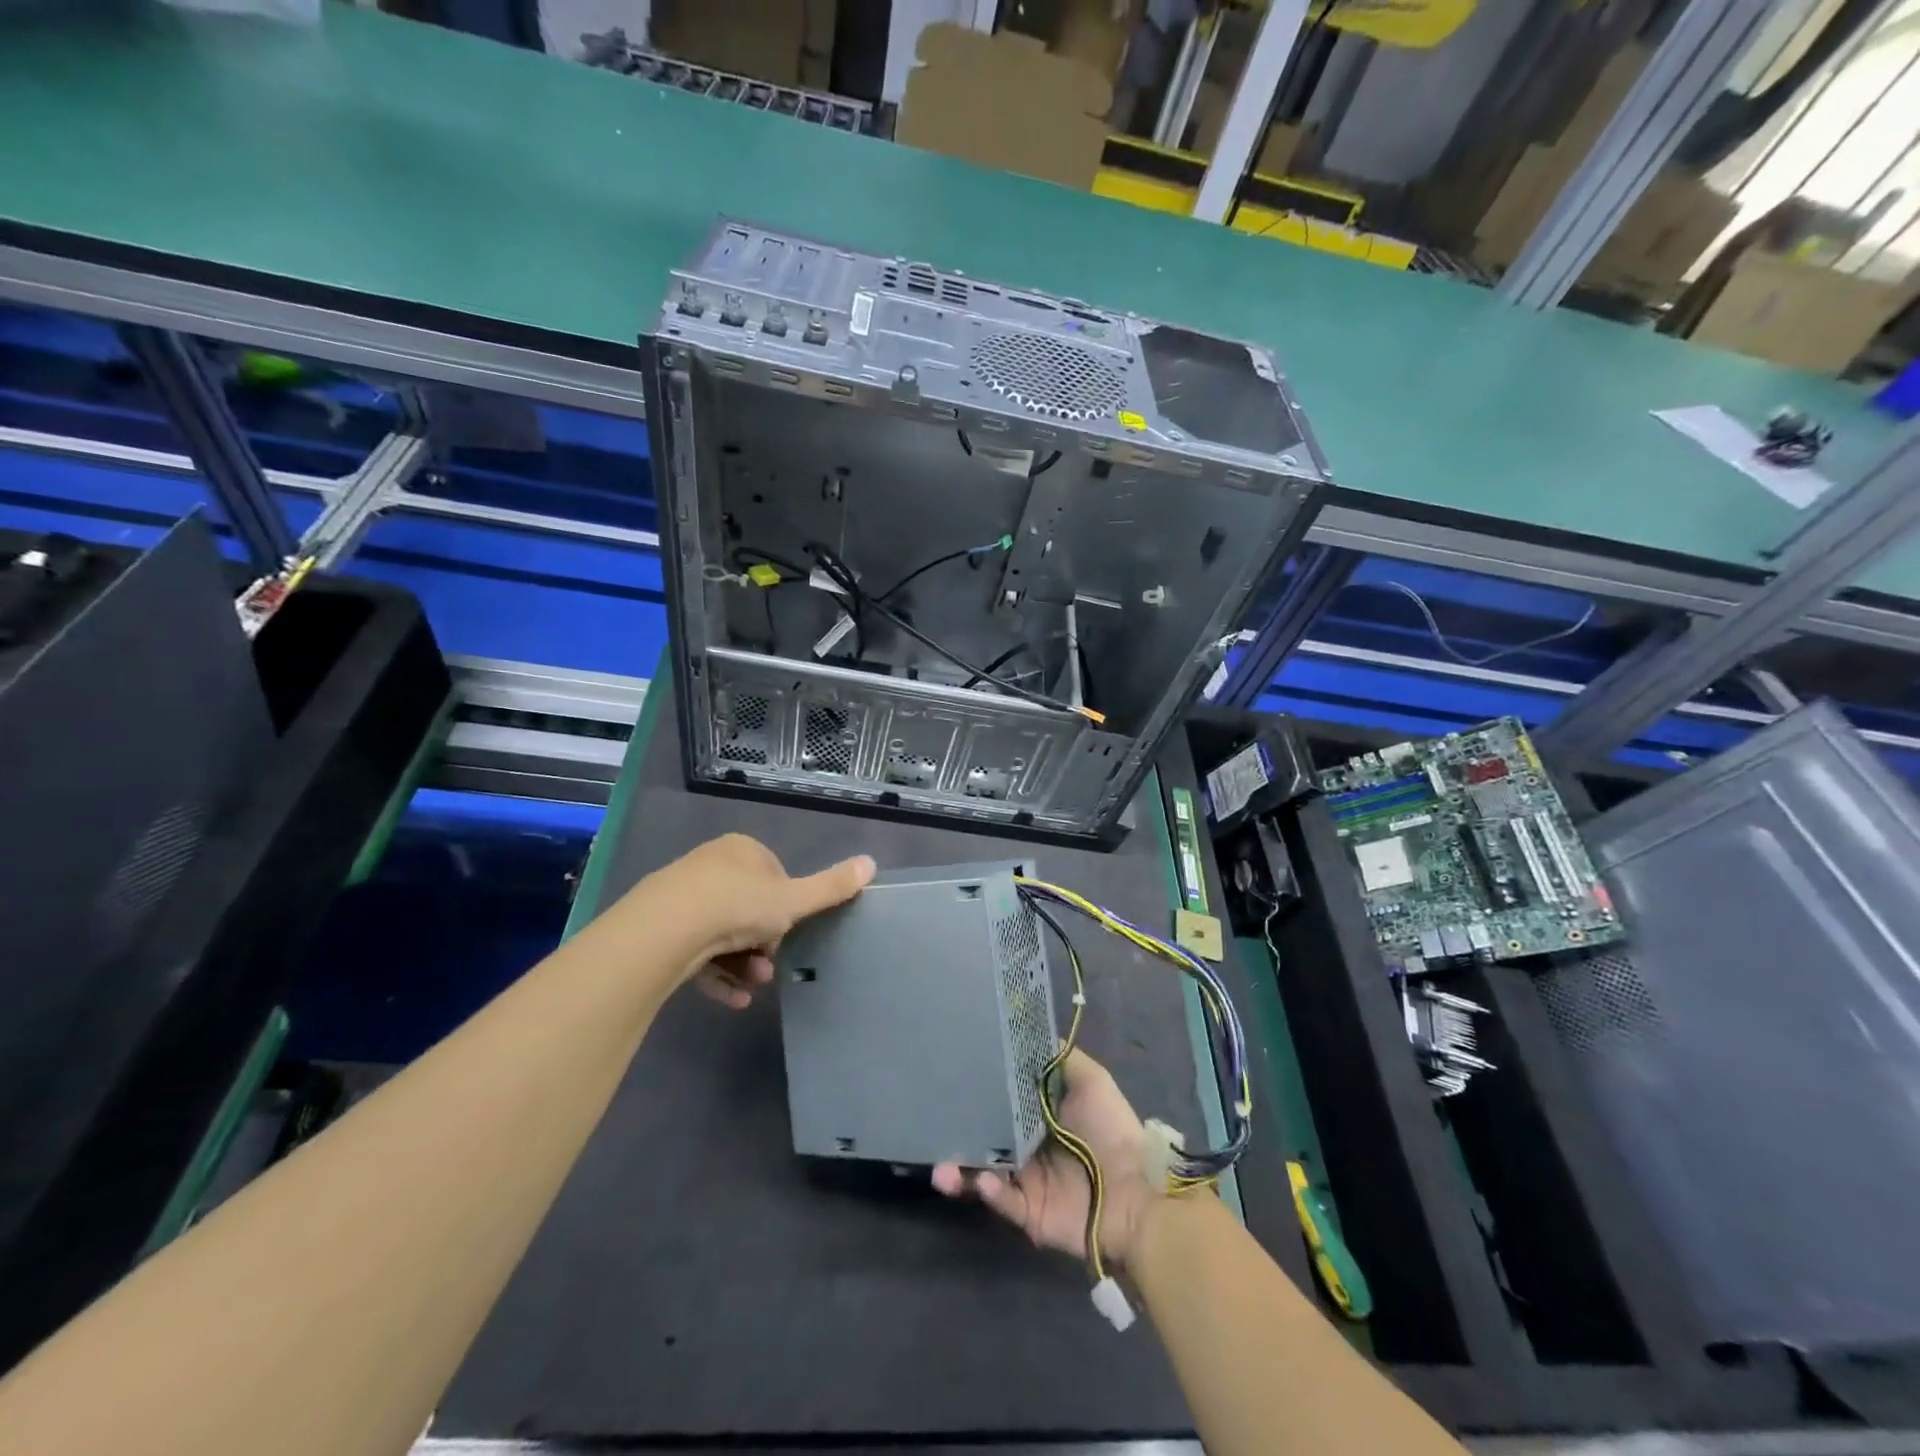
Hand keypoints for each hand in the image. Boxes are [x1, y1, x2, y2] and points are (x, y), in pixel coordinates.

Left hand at [610, 834, 873, 1007]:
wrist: (666, 931)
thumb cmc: (738, 906)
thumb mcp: (794, 900)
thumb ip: (831, 887)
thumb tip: (871, 862)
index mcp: (742, 849)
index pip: (774, 876)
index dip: (786, 907)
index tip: (790, 932)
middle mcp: (710, 865)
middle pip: (747, 907)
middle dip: (764, 942)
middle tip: (771, 967)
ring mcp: (681, 896)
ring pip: (722, 933)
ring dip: (743, 963)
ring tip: (753, 987)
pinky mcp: (660, 927)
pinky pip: (696, 952)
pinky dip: (717, 976)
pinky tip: (733, 1000)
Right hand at [932, 1048, 1161, 1268]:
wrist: (1138, 1191)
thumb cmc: (1112, 1130)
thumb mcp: (1091, 1081)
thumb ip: (1060, 1058)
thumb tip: (1030, 1032)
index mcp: (1039, 1118)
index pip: (1000, 1102)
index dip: (978, 1092)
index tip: (951, 1075)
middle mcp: (1027, 1148)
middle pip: (984, 1139)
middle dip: (958, 1134)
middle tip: (931, 1125)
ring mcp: (1026, 1182)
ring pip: (983, 1173)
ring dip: (960, 1170)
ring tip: (941, 1169)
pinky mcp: (1029, 1213)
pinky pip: (1003, 1201)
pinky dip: (989, 1191)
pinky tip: (982, 1181)